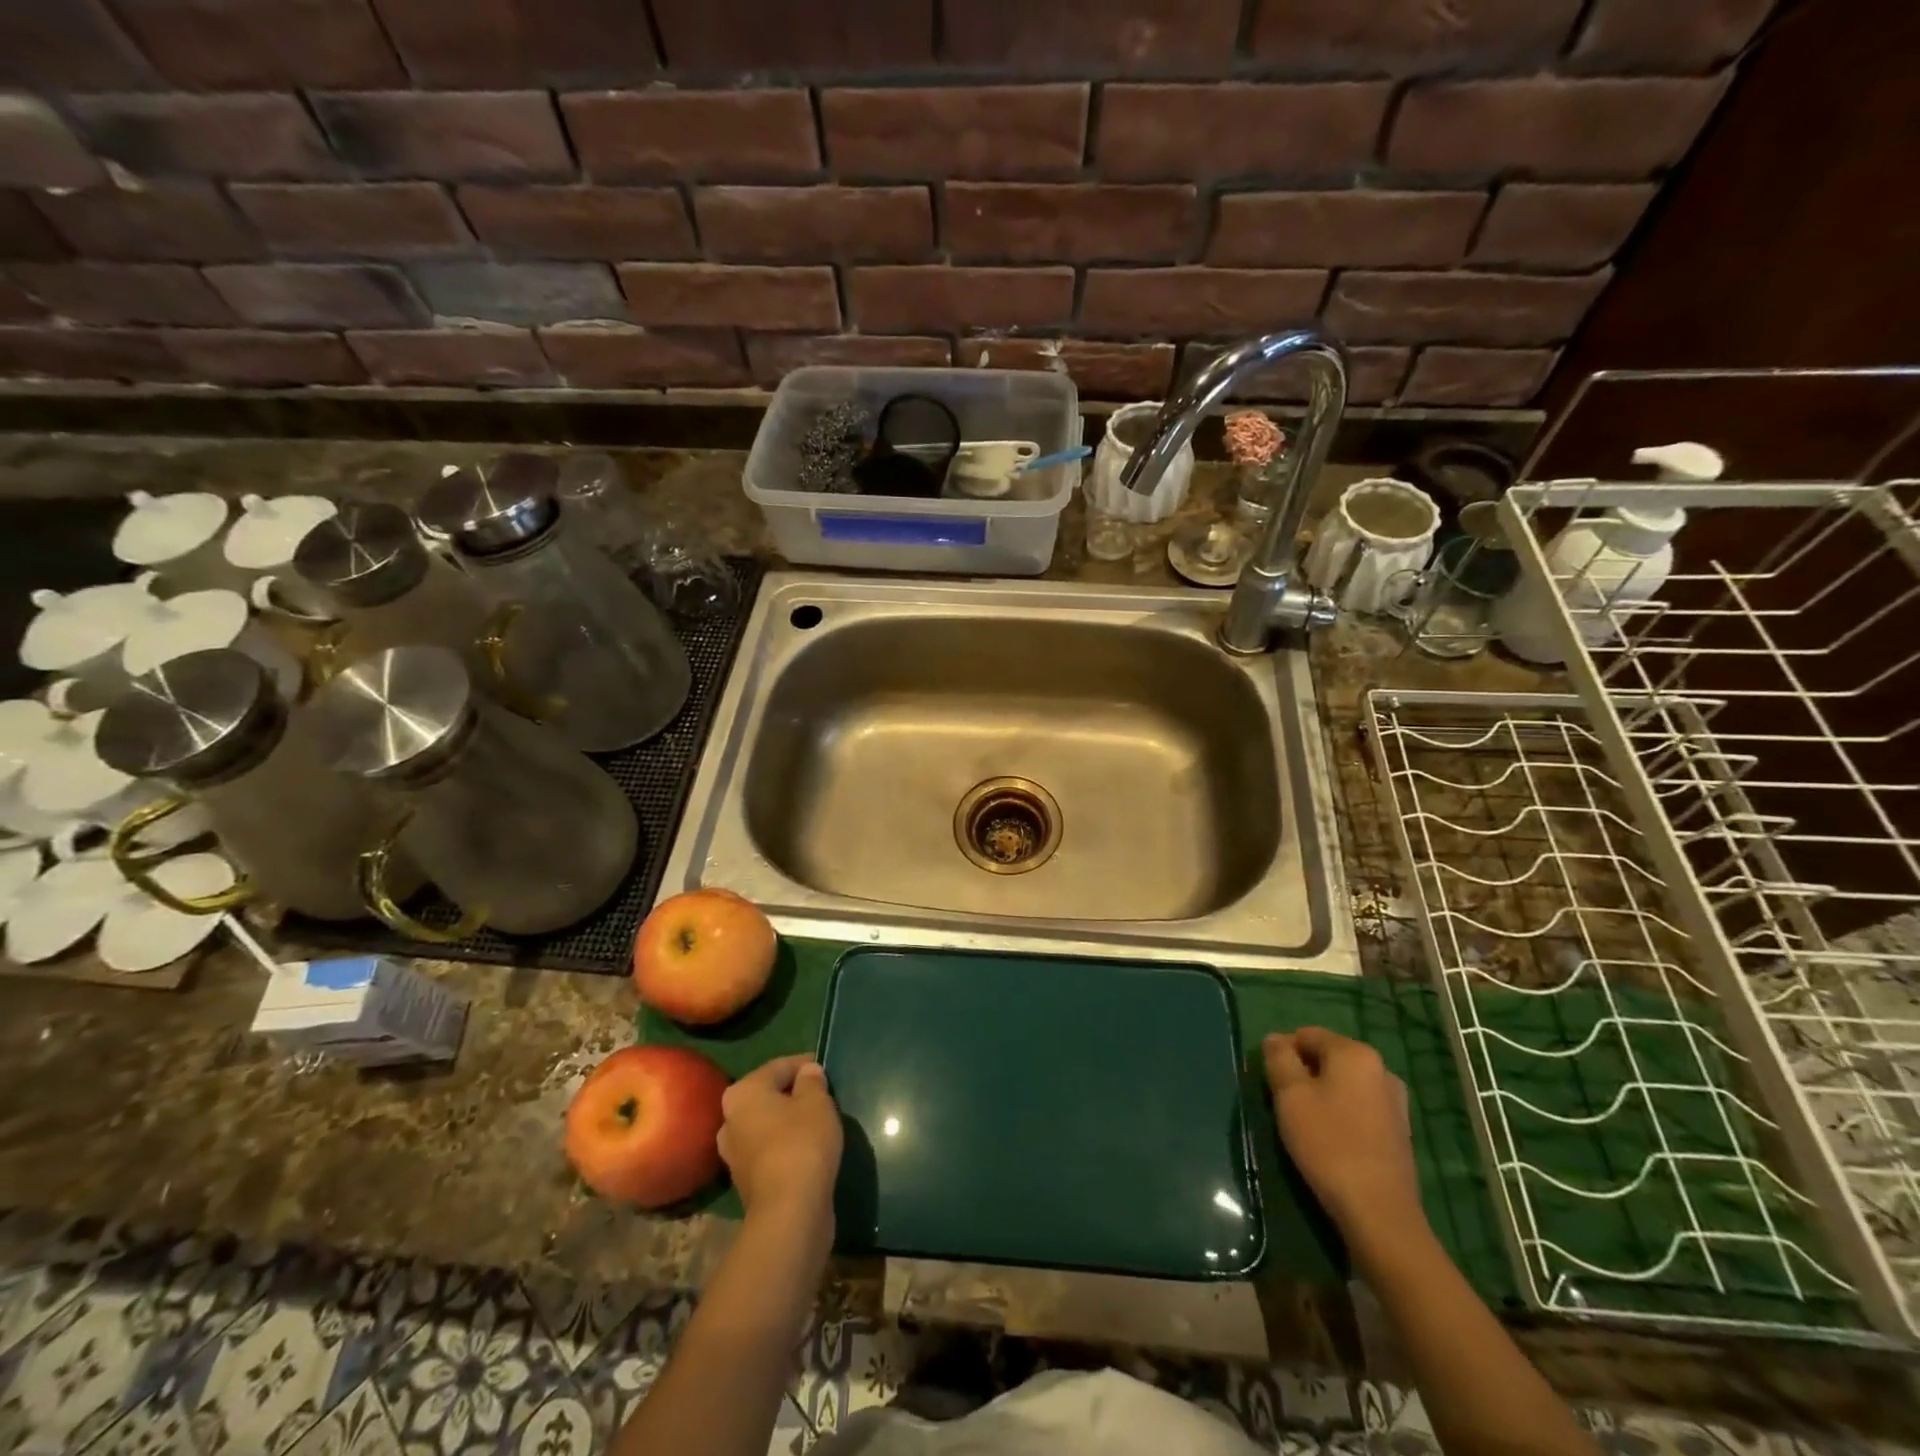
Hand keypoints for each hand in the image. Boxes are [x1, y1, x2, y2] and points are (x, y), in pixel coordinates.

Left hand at [718, 1055, 843, 1224]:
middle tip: (823, 1096)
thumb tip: (807, 1072)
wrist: (789, 1211)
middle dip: (794, 1094)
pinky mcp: (746, 1182)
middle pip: (769, 1096)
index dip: (805, 1064)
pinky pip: (769, 1150)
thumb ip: (812, 1081)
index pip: (779, 1067)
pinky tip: (809, 1149)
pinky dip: (787, 1146)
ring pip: (768, 1125)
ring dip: (790, 1121)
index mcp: (742, 1093)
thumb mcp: (816, 1102)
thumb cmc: (802, 1142)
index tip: (826, 1068)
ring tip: (818, 1122)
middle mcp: (730, 1121)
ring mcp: (734, 1154)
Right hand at [1263, 1027, 1422, 1238]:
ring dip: (1322, 1094)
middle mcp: (1381, 1068)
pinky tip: (1331, 1140)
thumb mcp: (1290, 1095)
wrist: (1379, 1212)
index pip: (1306, 1034)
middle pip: (1328, 1057)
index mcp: (1355, 1053)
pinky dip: (1342, 1113)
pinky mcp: (1400, 1131)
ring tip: (1306, 1124)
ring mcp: (1395, 1101)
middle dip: (1303, 1073)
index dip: (1283, 1053)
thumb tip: (1275, 1039)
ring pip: (1344, 1083)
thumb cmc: (1328, 1143)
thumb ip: (1279, 1058)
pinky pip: (1360, 1106)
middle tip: (1285, 1104)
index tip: (1271, 1082)